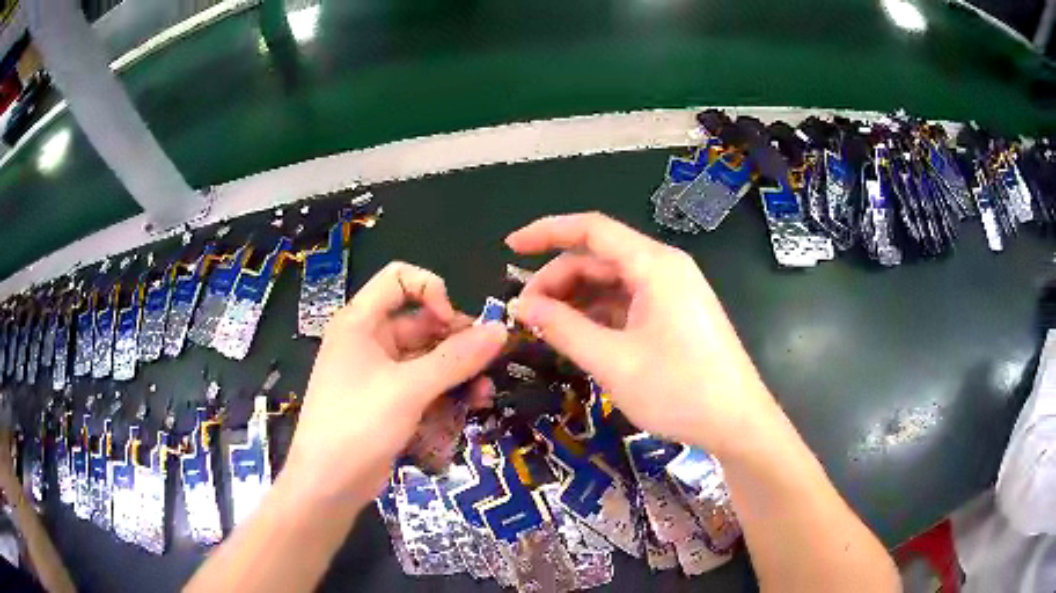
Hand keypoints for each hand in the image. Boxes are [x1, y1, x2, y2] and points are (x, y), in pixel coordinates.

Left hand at [282, 262, 506, 507]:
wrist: (328, 484)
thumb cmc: (358, 424)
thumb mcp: (408, 389)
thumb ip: (456, 359)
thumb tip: (500, 330)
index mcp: (361, 322)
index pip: (400, 278)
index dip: (432, 291)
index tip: (453, 323)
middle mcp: (370, 341)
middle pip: (421, 323)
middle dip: (457, 342)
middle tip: (488, 364)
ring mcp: (380, 374)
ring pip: (428, 359)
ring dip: (458, 373)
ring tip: (485, 394)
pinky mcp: (390, 403)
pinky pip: (424, 387)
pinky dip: (446, 395)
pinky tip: (469, 409)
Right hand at [507, 213, 777, 457]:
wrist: (737, 423)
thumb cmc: (679, 390)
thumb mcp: (613, 361)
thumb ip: (563, 328)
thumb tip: (521, 306)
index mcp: (654, 265)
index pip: (591, 230)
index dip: (546, 232)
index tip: (510, 248)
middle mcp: (664, 269)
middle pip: (599, 259)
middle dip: (557, 280)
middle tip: (524, 315)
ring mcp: (672, 293)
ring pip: (612, 283)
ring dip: (576, 301)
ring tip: (545, 329)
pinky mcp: (675, 316)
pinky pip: (628, 304)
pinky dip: (598, 316)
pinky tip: (578, 337)